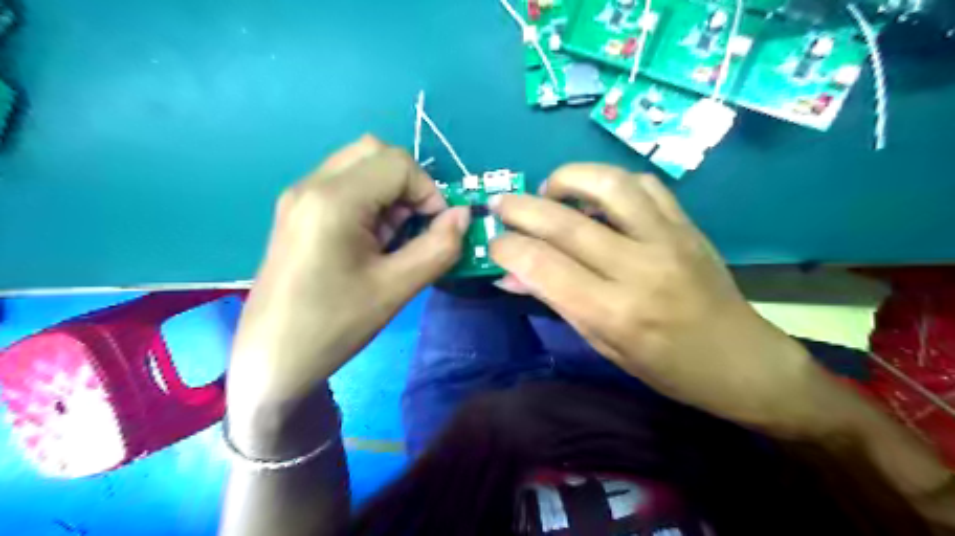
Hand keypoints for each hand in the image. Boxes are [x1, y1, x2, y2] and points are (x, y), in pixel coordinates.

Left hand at [231, 138, 467, 421]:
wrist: (272, 359)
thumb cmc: (334, 325)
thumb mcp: (396, 288)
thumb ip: (439, 247)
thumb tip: (464, 215)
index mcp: (333, 200)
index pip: (398, 163)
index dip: (429, 191)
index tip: (436, 229)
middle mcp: (311, 185)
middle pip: (375, 152)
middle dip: (408, 185)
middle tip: (414, 227)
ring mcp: (299, 196)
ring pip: (359, 165)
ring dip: (389, 192)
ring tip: (392, 237)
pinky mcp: (296, 211)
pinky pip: (343, 184)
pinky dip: (369, 200)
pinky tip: (370, 240)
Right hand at [497, 166, 837, 436]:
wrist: (740, 359)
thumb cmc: (665, 367)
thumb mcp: (602, 344)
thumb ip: (555, 301)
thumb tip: (509, 274)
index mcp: (614, 312)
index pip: (542, 265)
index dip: (507, 247)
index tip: (493, 243)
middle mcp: (639, 268)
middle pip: (564, 221)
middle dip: (519, 207)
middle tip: (500, 204)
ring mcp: (667, 239)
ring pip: (607, 184)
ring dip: (567, 179)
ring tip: (549, 191)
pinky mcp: (686, 224)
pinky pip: (643, 184)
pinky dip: (609, 182)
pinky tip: (598, 198)